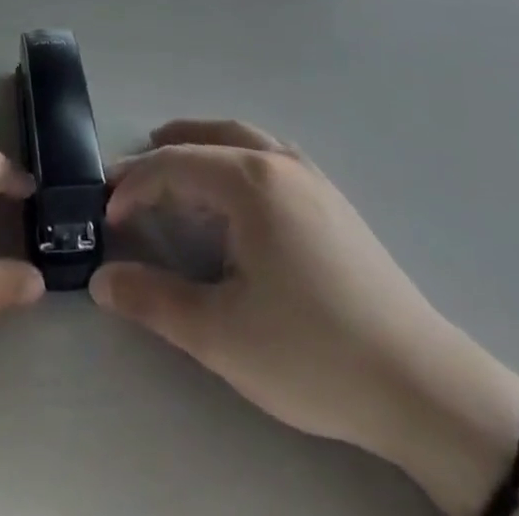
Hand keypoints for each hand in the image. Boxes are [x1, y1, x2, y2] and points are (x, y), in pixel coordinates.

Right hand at [90, 120, 518, 473]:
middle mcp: (278, 161)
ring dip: (200, 147)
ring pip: (241, 139)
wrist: (418, 381)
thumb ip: (154, 300)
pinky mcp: (330, 198)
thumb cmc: (311, 353)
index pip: (173, 165)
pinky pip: (267, 154)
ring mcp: (310, 176)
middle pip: (206, 138)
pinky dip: (233, 157)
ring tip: (173, 167)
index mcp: (249, 181)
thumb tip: (100, 279)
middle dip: (162, 154)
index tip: (106, 218)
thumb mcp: (220, 335)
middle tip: (128, 180)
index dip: (133, 186)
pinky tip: (232, 192)